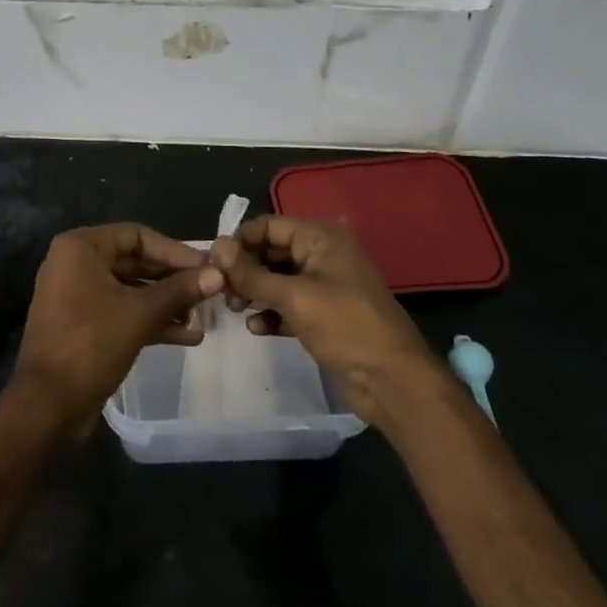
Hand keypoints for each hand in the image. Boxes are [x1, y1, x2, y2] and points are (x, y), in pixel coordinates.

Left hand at [12, 224, 222, 431]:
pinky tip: (187, 336)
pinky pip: (122, 312)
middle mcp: (76, 264)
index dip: (174, 251)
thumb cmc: (90, 343)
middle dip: (173, 279)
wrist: (46, 407)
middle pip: (135, 262)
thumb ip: (179, 290)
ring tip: (203, 316)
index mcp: (81, 247)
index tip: (206, 266)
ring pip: (131, 290)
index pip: (137, 236)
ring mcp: (78, 296)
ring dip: (166, 303)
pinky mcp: (84, 325)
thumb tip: (218, 274)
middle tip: (209, 290)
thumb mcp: (140, 313)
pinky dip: (150, 320)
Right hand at [210, 215, 442, 429]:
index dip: (240, 240)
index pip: (269, 225)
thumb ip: (252, 273)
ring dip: (254, 290)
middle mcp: (322, 254)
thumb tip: (216, 247)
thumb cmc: (345, 327)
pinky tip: (256, 327)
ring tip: (233, 307)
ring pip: (278, 278)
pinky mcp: (324, 315)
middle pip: (272, 250)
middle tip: (220, 289)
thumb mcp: (294, 297)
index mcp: (320, 237)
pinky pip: (288, 303)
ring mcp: (324, 285)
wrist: (393, 381)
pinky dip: (271, 311)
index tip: (213, 262)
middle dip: (245, 268)